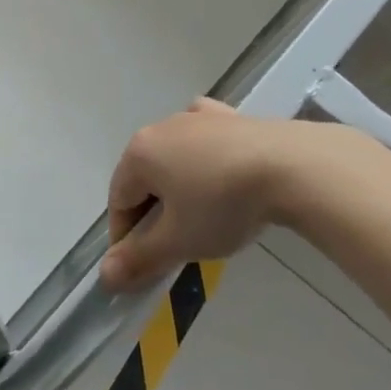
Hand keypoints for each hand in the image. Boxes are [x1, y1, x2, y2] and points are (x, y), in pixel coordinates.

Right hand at [101, 100, 300, 290]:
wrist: (286, 166)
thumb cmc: (222, 205)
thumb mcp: (179, 241)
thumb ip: (140, 257)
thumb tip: (104, 274)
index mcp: (140, 152)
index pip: (119, 200)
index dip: (125, 239)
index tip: (145, 268)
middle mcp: (160, 127)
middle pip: (144, 176)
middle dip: (152, 212)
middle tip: (176, 247)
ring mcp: (195, 116)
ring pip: (173, 156)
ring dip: (177, 186)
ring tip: (202, 217)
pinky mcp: (226, 116)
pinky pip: (203, 137)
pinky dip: (203, 156)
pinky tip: (219, 169)